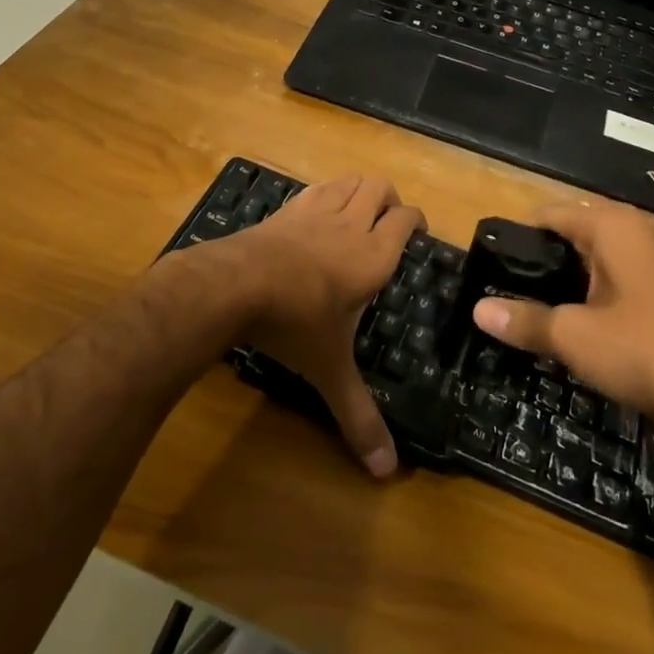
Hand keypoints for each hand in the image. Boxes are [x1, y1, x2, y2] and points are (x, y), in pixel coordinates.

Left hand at [226, 174, 421, 477]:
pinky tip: (318, 214)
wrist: (233, 285)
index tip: (419, 234)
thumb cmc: (293, 323)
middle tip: (389, 225)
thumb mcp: (330, 370)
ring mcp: (315, 211)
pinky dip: (327, 192)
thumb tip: (388, 474)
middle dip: (390, 200)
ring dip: (360, 190)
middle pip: (380, 188)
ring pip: (349, 180)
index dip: (417, 220)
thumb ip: (358, 415)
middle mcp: (350, 224)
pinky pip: (316, 188)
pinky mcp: (286, 209)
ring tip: (359, 213)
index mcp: (373, 255)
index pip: (407, 219)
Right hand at [470, 202, 653, 428]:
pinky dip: (585, 300)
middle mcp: (634, 235)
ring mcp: (651, 267)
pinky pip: (609, 287)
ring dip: (560, 285)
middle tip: (499, 291)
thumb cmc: (642, 351)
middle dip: (537, 263)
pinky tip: (565, 327)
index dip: (516, 237)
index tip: (486, 265)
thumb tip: (477, 310)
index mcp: (613, 226)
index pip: (549, 214)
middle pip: (570, 237)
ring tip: (524, 310)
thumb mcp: (572, 336)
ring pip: (590, 265)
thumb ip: (523, 320)